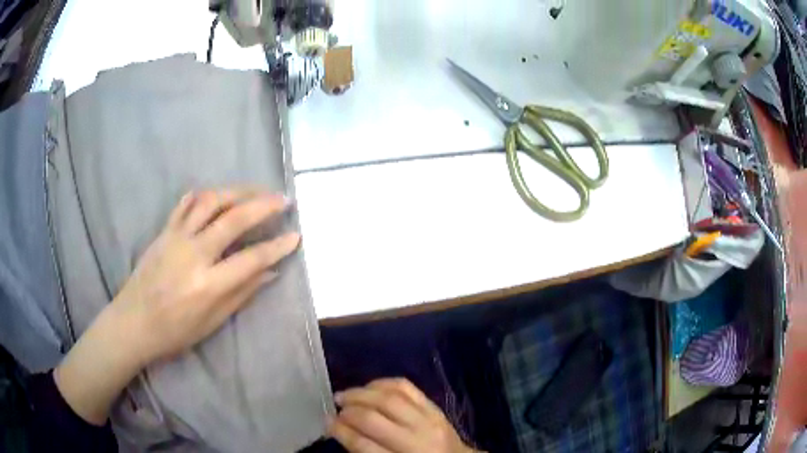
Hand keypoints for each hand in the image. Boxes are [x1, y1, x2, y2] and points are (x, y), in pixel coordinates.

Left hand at [112, 189, 298, 365]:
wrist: (133, 322)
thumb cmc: (174, 331)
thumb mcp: (212, 322)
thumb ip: (241, 293)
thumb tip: (270, 272)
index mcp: (208, 285)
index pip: (251, 259)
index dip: (277, 246)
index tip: (296, 236)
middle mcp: (193, 254)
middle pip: (233, 219)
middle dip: (263, 205)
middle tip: (284, 199)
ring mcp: (176, 238)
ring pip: (210, 202)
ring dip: (237, 191)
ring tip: (255, 191)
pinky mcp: (164, 231)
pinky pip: (184, 205)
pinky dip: (202, 195)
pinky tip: (216, 194)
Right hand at [329, 379, 476, 452]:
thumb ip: (366, 451)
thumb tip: (339, 429)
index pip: (363, 445)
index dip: (340, 431)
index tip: (327, 423)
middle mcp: (416, 440)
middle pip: (373, 419)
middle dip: (348, 412)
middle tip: (335, 409)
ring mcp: (428, 420)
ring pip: (388, 399)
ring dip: (360, 394)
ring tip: (345, 396)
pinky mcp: (435, 407)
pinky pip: (406, 387)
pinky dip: (383, 383)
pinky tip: (369, 386)